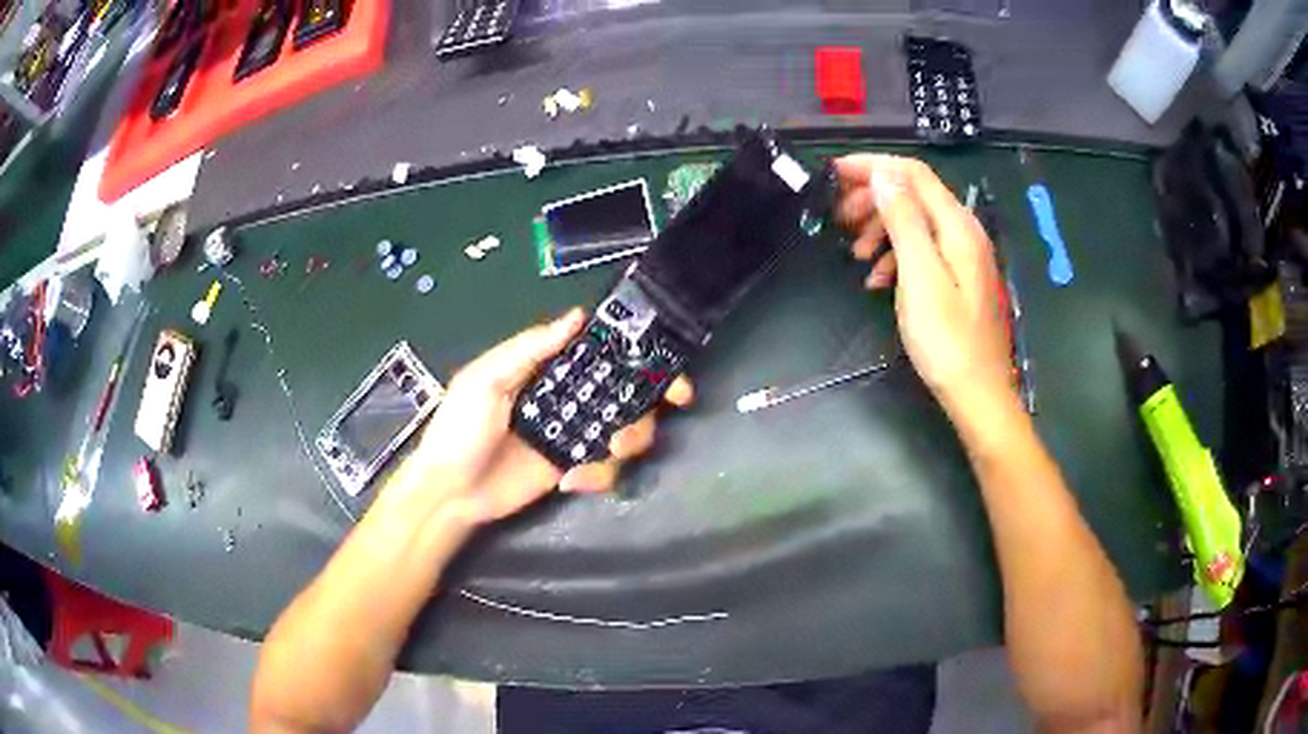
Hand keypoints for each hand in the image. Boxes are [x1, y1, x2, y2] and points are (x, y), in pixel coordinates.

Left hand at [395, 309, 693, 525]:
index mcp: (546, 370)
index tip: (664, 357)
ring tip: (606, 450)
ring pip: (625, 431)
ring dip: (628, 439)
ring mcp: (573, 436)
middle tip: (678, 399)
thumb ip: (530, 349)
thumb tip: (577, 316)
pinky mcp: (573, 469)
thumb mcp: (486, 380)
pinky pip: (606, 469)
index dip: (634, 352)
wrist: (450, 493)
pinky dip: (598, 476)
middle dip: (653, 395)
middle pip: (625, 392)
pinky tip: (570, 482)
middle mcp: (567, 399)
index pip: (598, 354)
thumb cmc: (460, 429)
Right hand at [833, 154, 1014, 415]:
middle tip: (839, 220)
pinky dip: (895, 254)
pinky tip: (878, 280)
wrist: (978, 393)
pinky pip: (922, 249)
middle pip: (913, 193)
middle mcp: (963, 231)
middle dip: (872, 198)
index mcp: (957, 225)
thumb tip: (883, 176)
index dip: (872, 165)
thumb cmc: (947, 340)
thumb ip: (904, 220)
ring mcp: (963, 254)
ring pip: (915, 221)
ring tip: (856, 255)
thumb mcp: (920, 276)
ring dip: (881, 228)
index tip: (833, 173)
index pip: (912, 173)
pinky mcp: (958, 275)